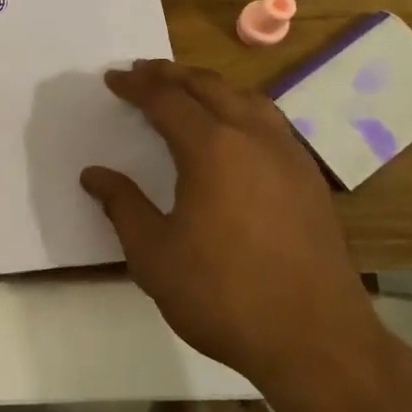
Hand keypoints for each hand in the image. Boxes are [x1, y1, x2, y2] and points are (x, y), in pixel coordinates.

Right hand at [80, 59, 384, 394]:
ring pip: (246, 98)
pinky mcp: (309, 178)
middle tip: (142, 72)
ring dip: (210, 86)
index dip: (136, 86)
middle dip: (171, 75)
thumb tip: (94, 174)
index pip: (166, 100)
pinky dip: (240, 107)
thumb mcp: (154, 255)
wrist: (316, 340)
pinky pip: (269, 121)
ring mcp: (289, 155)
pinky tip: (234, 129)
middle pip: (208, 86)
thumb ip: (122, 206)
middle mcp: (254, 137)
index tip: (112, 79)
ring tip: (186, 89)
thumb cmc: (223, 295)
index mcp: (212, 148)